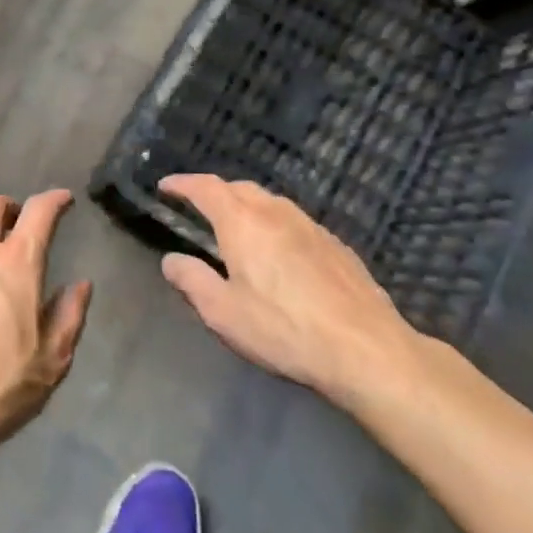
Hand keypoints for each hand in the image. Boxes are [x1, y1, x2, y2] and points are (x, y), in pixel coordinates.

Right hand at [156, 174, 430, 411]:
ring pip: (270, 202)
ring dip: (247, 206)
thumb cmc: (284, 329)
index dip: (182, 183)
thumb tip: (171, 259)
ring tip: (237, 227)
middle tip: (199, 208)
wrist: (366, 349)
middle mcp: (276, 212)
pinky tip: (279, 252)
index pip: (205, 188)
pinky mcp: (336, 245)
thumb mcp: (223, 312)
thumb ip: (191, 280)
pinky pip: (294, 222)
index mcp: (242, 222)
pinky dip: (275, 225)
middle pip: (239, 188)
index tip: (166, 186)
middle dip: (215, 192)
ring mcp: (311, 226)